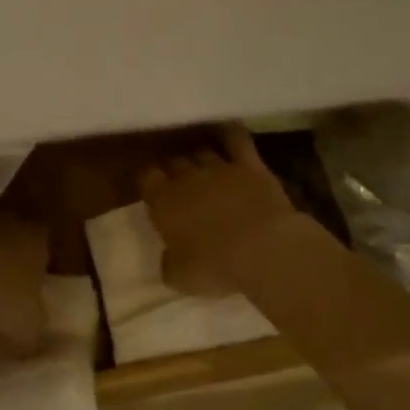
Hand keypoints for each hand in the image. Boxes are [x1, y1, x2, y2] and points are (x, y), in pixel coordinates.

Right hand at [141, 125, 296, 293]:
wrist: (262, 248)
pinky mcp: (249, 164)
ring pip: (202, 152)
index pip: (147, 178)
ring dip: (200, 157)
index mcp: (163, 201)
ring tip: (203, 165)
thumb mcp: (181, 277)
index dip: (149, 181)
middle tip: (179, 181)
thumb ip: (169, 263)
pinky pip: (236, 139)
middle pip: (174, 162)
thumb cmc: (215, 266)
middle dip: (174, 169)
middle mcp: (187, 177)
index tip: (152, 188)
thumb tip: (168, 259)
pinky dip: (230, 133)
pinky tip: (228, 131)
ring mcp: (218, 167)